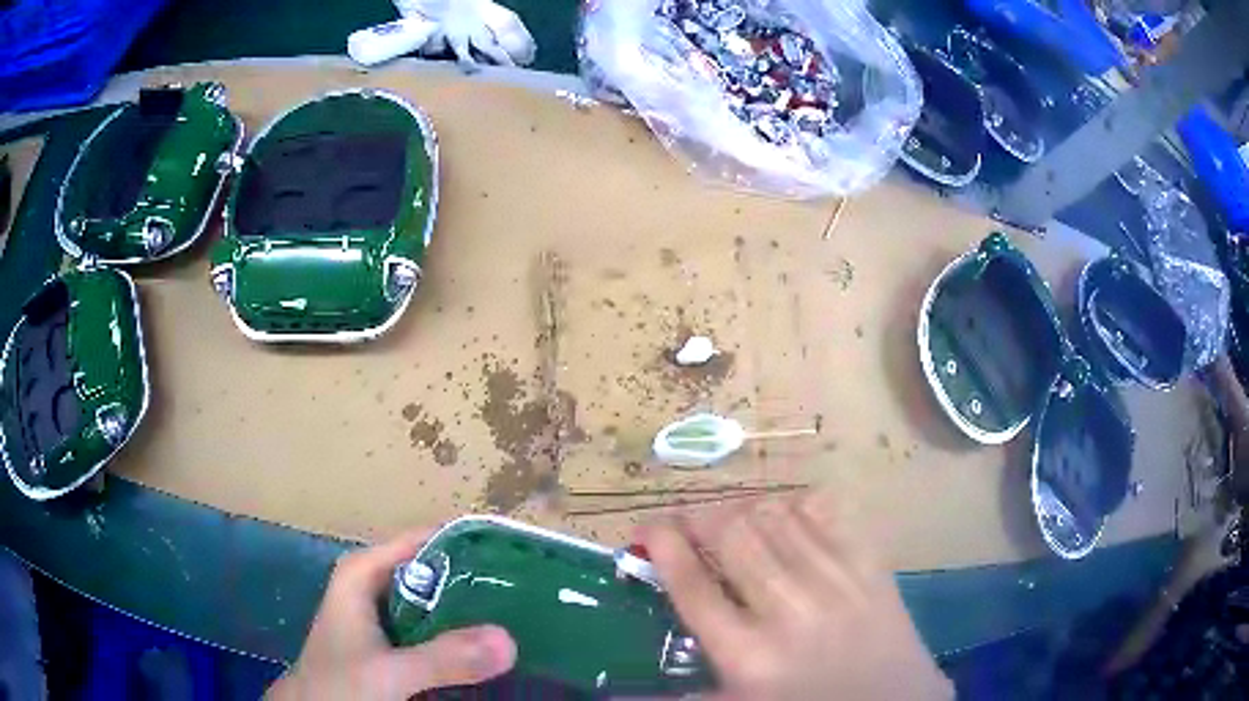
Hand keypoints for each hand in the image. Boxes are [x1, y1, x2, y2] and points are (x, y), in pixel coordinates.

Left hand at [266, 529, 515, 699]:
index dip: (470, 545)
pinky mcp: (393, 639)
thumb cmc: (340, 684)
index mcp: (365, 571)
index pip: (426, 540)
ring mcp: (385, 612)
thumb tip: (509, 640)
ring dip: (473, 608)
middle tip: (531, 591)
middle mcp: (376, 582)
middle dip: (479, 580)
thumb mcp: (389, 672)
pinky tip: (489, 643)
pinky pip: (435, 626)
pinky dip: (460, 633)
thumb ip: (442, 658)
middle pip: (436, 569)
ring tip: (522, 612)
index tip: (518, 557)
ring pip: (437, 599)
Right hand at [640, 493, 951, 700]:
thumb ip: (677, 697)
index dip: (663, 546)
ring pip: (776, 517)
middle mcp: (789, 609)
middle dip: (697, 518)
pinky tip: (784, 516)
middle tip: (686, 524)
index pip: (693, 585)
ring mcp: (835, 580)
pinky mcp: (870, 564)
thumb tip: (614, 694)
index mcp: (748, 655)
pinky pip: (825, 512)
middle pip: (732, 536)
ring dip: (742, 509)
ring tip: (730, 520)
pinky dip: (795, 505)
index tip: (647, 528)